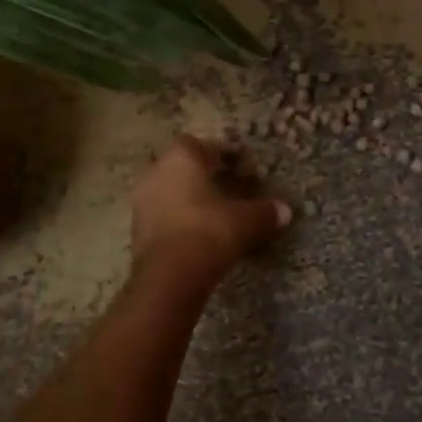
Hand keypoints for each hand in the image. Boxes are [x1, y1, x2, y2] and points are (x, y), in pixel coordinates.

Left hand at [129, 135, 290, 295]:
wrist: (169, 277)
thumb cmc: (209, 231)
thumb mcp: (246, 221)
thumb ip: (265, 212)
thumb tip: (285, 211)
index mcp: (181, 157)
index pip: (202, 144)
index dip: (222, 154)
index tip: (240, 168)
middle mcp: (156, 172)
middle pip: (183, 167)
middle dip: (205, 177)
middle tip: (229, 190)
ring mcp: (142, 201)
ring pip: (171, 191)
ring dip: (190, 199)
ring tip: (215, 215)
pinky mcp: (136, 230)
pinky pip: (163, 215)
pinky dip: (179, 220)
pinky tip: (198, 235)